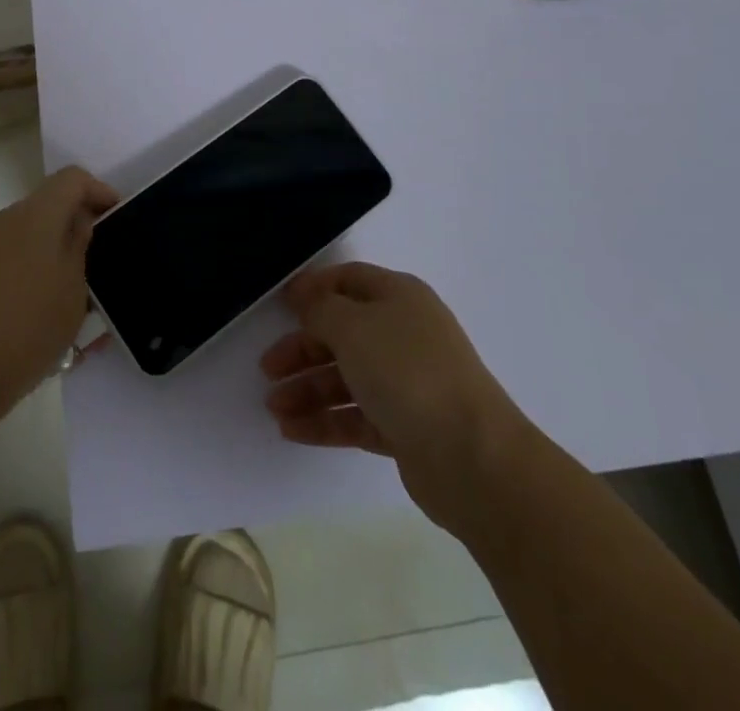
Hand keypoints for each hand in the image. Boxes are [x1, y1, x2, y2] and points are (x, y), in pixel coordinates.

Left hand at [0, 166, 115, 416]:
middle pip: (49, 207)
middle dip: (77, 228)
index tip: (117, 219)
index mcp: (36, 215)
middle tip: (101, 264)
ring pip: (30, 237)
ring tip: (76, 298)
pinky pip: (12, 260)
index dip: (99, 192)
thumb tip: (80, 221)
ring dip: (55, 255)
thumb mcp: (73, 289)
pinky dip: (33, 274)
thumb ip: (80, 246)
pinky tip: (45, 315)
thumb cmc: (27, 325)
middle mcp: (6, 219)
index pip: (72, 179)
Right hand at [261, 262, 530, 533]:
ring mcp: (406, 382)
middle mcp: (403, 334)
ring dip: (307, 390)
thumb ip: (320, 309)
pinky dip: (325, 421)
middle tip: (266, 369)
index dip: (312, 289)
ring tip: (273, 408)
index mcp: (398, 297)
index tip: (277, 305)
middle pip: (341, 332)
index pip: (347, 280)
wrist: (473, 458)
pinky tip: (292, 431)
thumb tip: (305, 298)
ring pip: (346, 378)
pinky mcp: (405, 427)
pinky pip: (355, 416)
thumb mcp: (352, 326)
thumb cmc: (407, 372)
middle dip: (301, 349)